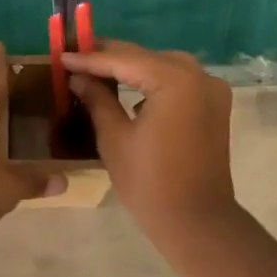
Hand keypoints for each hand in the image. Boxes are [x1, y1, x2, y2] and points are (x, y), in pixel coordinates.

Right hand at [63, 41, 236, 240]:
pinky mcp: (215, 106)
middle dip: (111, 57)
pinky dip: (154, 81)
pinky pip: (179, 82)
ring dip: (133, 66)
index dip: (90, 58)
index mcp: (175, 81)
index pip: (124, 60)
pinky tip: (130, 88)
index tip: (62, 55)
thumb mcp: (114, 138)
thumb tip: (78, 77)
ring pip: (164, 66)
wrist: (196, 221)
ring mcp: (212, 90)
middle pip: (147, 58)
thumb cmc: (149, 182)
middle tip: (76, 55)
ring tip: (98, 69)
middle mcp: (199, 76)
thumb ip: (97, 99)